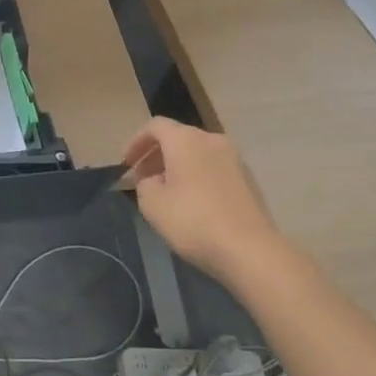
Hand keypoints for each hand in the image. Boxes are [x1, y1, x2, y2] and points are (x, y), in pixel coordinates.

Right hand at [122, 118, 287, 281]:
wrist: (250, 250)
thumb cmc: (192, 220)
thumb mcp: (151, 203)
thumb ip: (144, 183)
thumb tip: (155, 179)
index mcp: (186, 140)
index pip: (155, 126)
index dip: (136, 142)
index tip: (126, 164)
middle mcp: (212, 141)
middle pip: (178, 137)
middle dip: (156, 154)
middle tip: (142, 178)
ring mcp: (234, 159)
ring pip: (197, 153)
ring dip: (176, 166)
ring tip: (165, 191)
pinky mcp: (247, 180)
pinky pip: (213, 168)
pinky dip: (196, 176)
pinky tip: (190, 202)